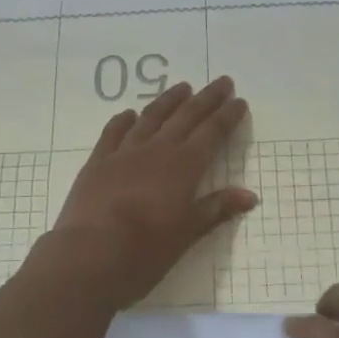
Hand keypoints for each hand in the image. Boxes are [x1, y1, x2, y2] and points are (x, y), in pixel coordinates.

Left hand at [48, 77, 257, 309]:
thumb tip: (249, 195)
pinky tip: (129, 114)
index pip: (212, 133)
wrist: (89, 256)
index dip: (227, 116)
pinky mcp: (98, 162)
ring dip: (169, 100)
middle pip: (186, 117)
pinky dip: (124, 120)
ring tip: (182, 87)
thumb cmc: (145, 251)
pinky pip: (113, 132)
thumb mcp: (187, 234)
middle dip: (206, 99)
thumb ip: (216, 209)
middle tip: (222, 82)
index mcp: (184, 167)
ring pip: (151, 117)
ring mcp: (124, 153)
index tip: (239, 101)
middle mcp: (157, 150)